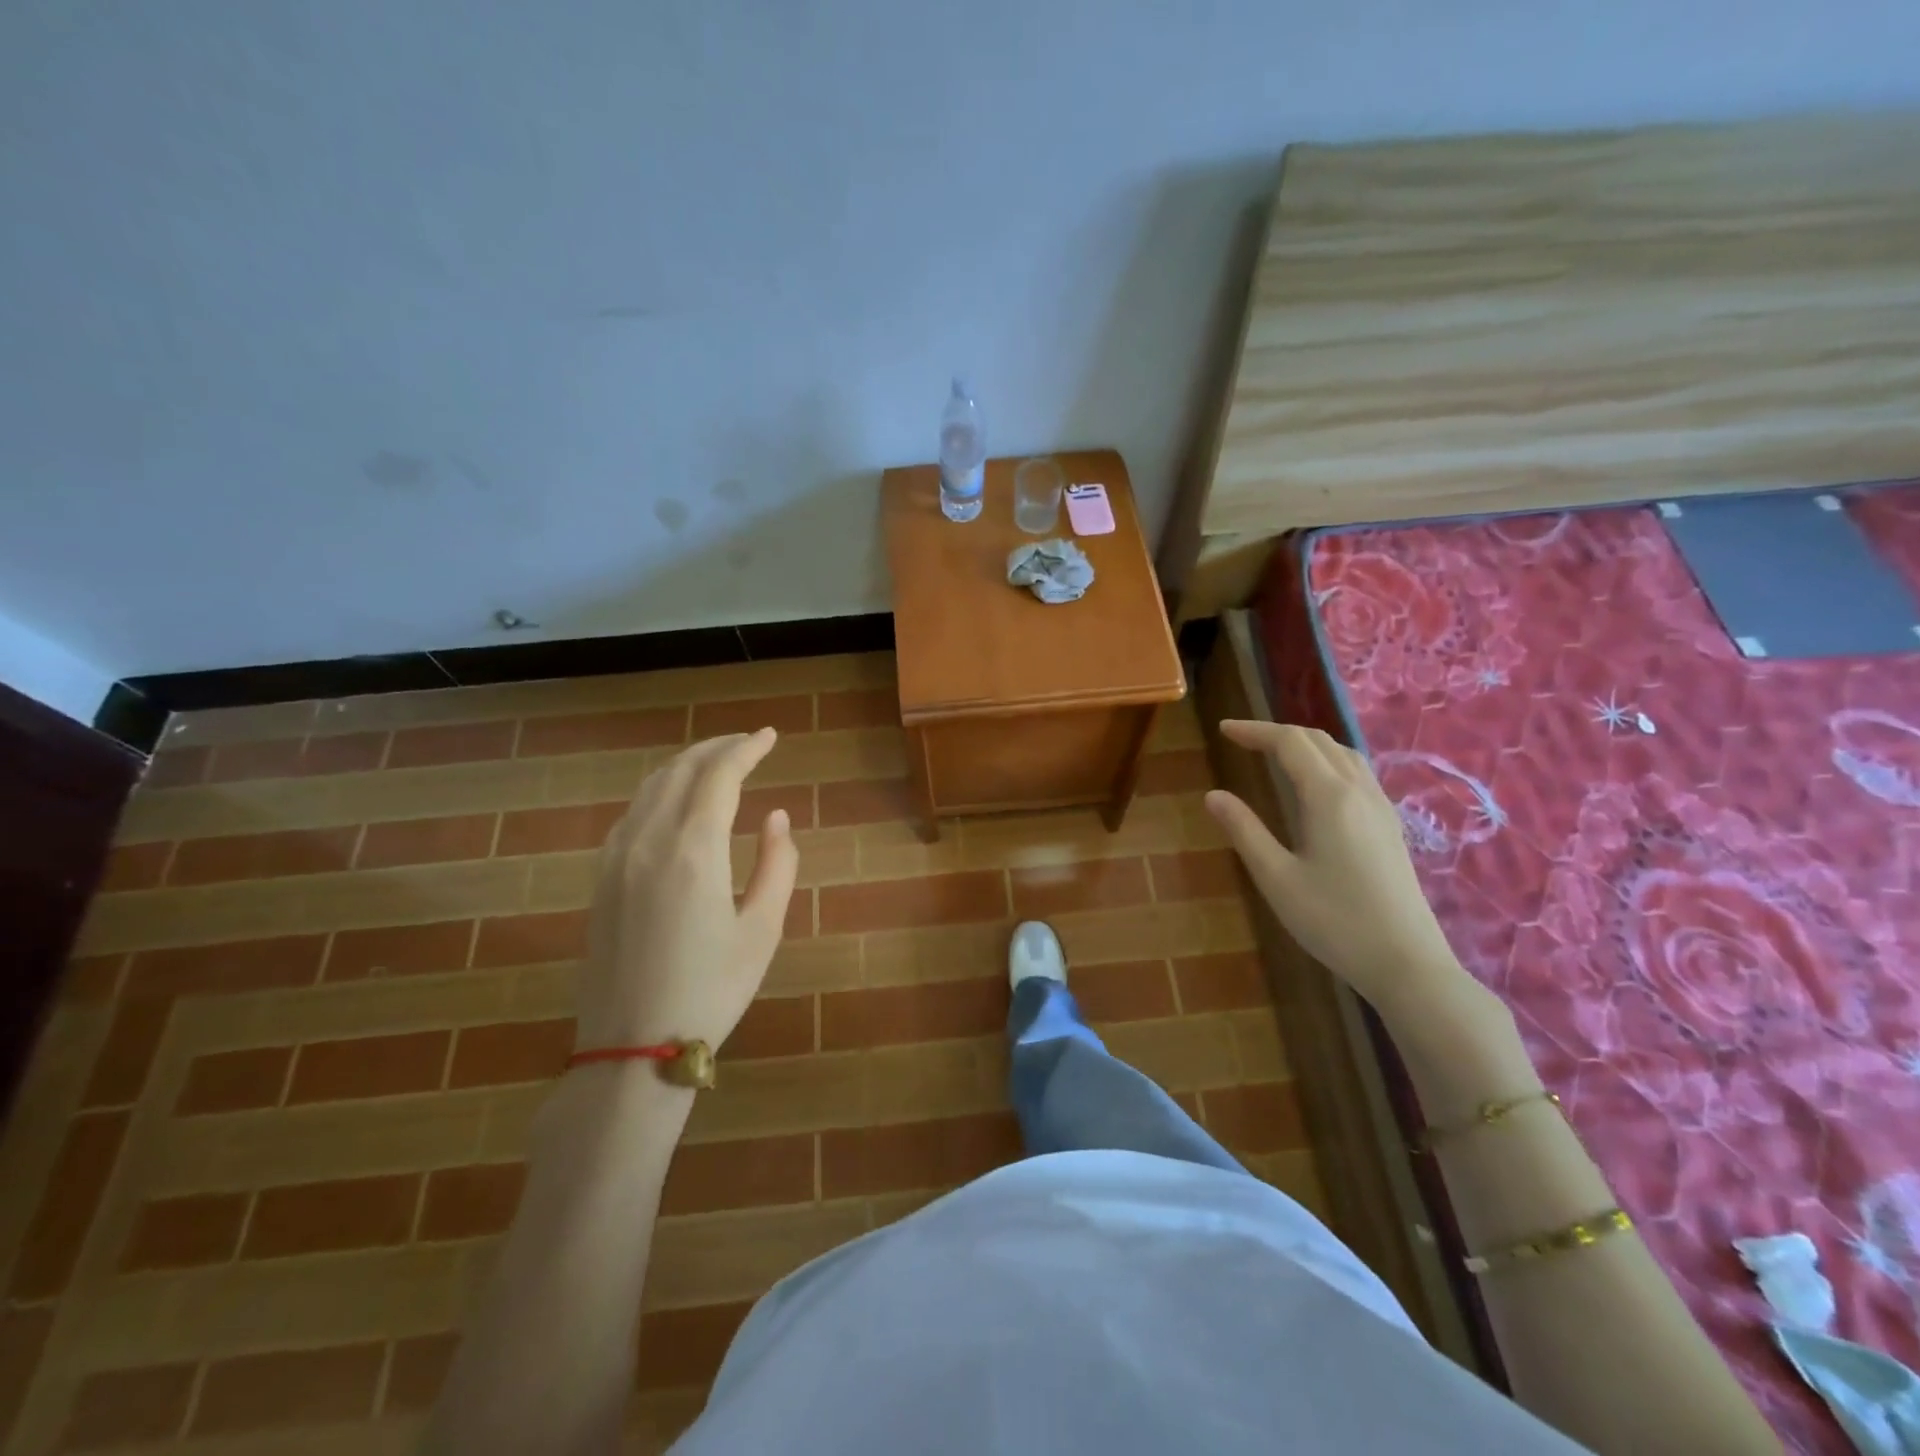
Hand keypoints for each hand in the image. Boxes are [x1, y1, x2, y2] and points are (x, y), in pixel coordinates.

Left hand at [576, 730, 797, 1054]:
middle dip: (717, 748)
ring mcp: (616, 858)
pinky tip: (676, 803)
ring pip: (650, 787)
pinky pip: (631, 813)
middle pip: (681, 770)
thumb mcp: (763, 929)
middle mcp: (649, 841)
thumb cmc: (712, 990)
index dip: (747, 749)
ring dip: (687, 765)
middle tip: (749, 743)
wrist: (632, 1048)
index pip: (720, 776)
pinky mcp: (601, 878)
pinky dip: (660, 791)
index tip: (770, 736)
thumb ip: (778, 864)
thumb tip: (776, 817)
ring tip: (717, 763)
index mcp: (693, 851)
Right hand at [1204, 720, 1472, 1025]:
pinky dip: (1328, 759)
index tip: (1223, 730)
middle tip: (1242, 739)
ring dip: (1306, 743)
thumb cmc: (1333, 921)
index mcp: (1328, 797)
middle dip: (1277, 733)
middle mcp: (1359, 790)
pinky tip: (1316, 783)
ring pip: (1342, 753)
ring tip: (1275, 753)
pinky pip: (1357, 772)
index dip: (1254, 731)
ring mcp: (1380, 807)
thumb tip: (1213, 795)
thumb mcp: (1276, 877)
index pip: (1289, 742)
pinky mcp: (1390, 825)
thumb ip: (1244, 830)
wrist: (1406, 962)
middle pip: (1318, 740)